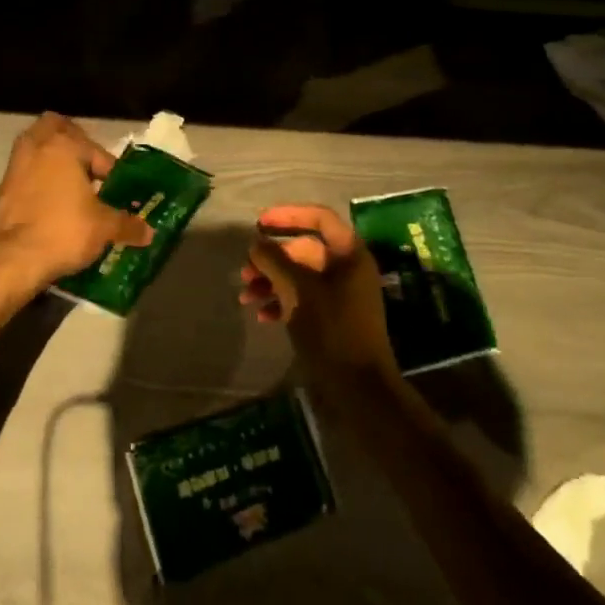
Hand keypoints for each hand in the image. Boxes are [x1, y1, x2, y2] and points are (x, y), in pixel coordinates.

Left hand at [0, 112, 153, 293]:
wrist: (12, 259)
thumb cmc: (64, 231)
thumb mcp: (104, 228)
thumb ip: (128, 225)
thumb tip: (148, 232)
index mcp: (65, 145)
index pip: (96, 151)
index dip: (111, 171)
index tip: (116, 192)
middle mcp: (37, 146)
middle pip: (55, 128)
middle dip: (72, 142)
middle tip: (88, 167)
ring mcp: (15, 165)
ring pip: (36, 148)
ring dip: (52, 161)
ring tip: (70, 186)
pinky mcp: (2, 188)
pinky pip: (24, 173)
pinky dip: (37, 180)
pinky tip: (50, 205)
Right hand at [240, 203, 398, 387]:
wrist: (359, 389)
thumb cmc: (332, 330)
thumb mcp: (297, 290)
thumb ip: (274, 260)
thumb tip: (256, 242)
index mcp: (349, 254)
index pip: (319, 217)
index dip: (288, 215)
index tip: (259, 223)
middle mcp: (348, 269)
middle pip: (304, 249)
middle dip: (271, 258)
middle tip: (245, 271)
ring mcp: (341, 295)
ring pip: (300, 276)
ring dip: (271, 281)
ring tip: (245, 297)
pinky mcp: (333, 318)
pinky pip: (303, 298)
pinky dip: (282, 301)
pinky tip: (262, 316)